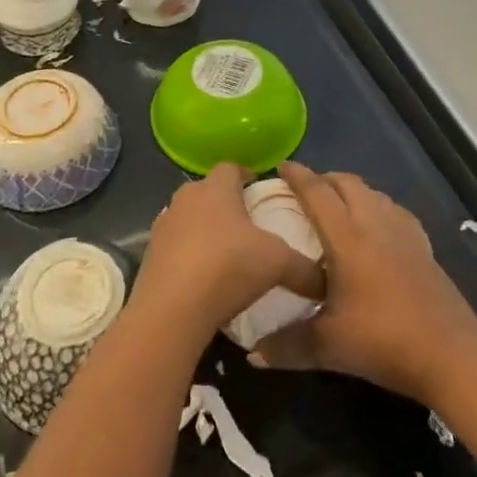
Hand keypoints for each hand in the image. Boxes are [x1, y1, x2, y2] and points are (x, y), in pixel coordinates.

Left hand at [130, 163, 325, 337]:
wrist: (172, 309)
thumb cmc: (228, 267)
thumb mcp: (278, 264)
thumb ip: (305, 268)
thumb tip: (326, 280)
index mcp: (216, 188)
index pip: (231, 167)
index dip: (247, 176)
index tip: (260, 191)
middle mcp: (186, 197)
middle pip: (209, 191)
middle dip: (227, 204)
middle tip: (249, 226)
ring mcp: (164, 225)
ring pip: (190, 218)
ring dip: (205, 230)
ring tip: (227, 254)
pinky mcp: (150, 254)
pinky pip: (175, 246)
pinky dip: (189, 255)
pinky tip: (204, 279)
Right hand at [250, 162, 476, 404]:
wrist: (450, 354)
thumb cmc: (383, 340)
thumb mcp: (328, 347)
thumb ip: (286, 346)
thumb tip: (251, 355)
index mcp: (347, 237)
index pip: (317, 192)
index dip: (296, 175)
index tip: (279, 167)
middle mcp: (375, 223)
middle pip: (347, 183)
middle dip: (324, 179)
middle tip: (304, 191)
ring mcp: (404, 232)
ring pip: (373, 193)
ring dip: (352, 191)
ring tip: (337, 207)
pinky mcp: (423, 246)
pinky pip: (395, 212)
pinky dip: (378, 208)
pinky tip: (377, 229)